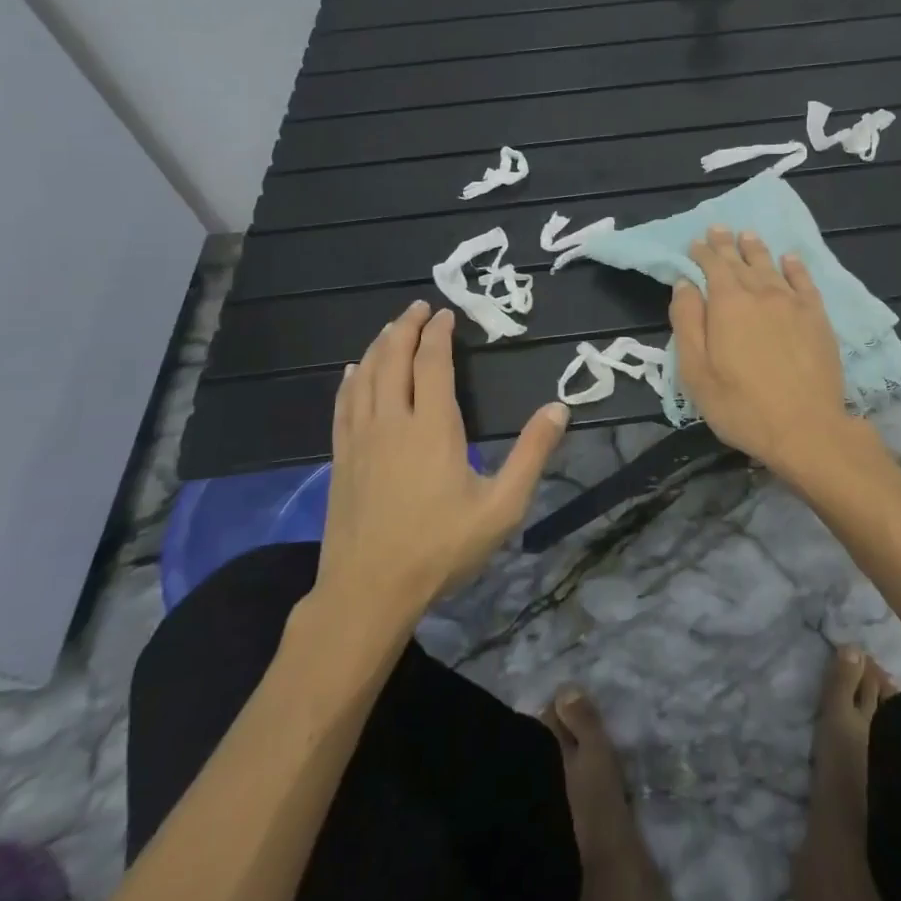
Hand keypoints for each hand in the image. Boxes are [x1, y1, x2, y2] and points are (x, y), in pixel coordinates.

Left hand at [308, 301, 567, 625]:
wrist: (368, 592)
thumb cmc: (440, 548)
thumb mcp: (501, 507)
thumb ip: (532, 454)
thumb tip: (559, 408)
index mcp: (432, 427)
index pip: (433, 364)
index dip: (439, 335)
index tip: (447, 314)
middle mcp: (392, 422)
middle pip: (394, 360)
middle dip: (407, 328)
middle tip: (419, 307)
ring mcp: (360, 439)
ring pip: (365, 376)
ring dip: (379, 346)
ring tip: (392, 327)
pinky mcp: (340, 458)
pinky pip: (343, 404)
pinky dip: (351, 380)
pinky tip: (353, 371)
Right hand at [669, 226, 862, 481]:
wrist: (806, 428)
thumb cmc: (741, 406)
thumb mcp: (696, 372)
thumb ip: (687, 323)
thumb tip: (685, 284)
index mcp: (728, 304)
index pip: (712, 267)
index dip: (702, 253)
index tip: (695, 243)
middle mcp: (761, 293)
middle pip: (740, 261)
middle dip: (726, 245)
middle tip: (718, 229)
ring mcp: (793, 303)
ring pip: (771, 266)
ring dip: (757, 249)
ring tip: (748, 235)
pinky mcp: (817, 317)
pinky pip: (804, 282)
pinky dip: (795, 267)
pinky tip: (789, 259)